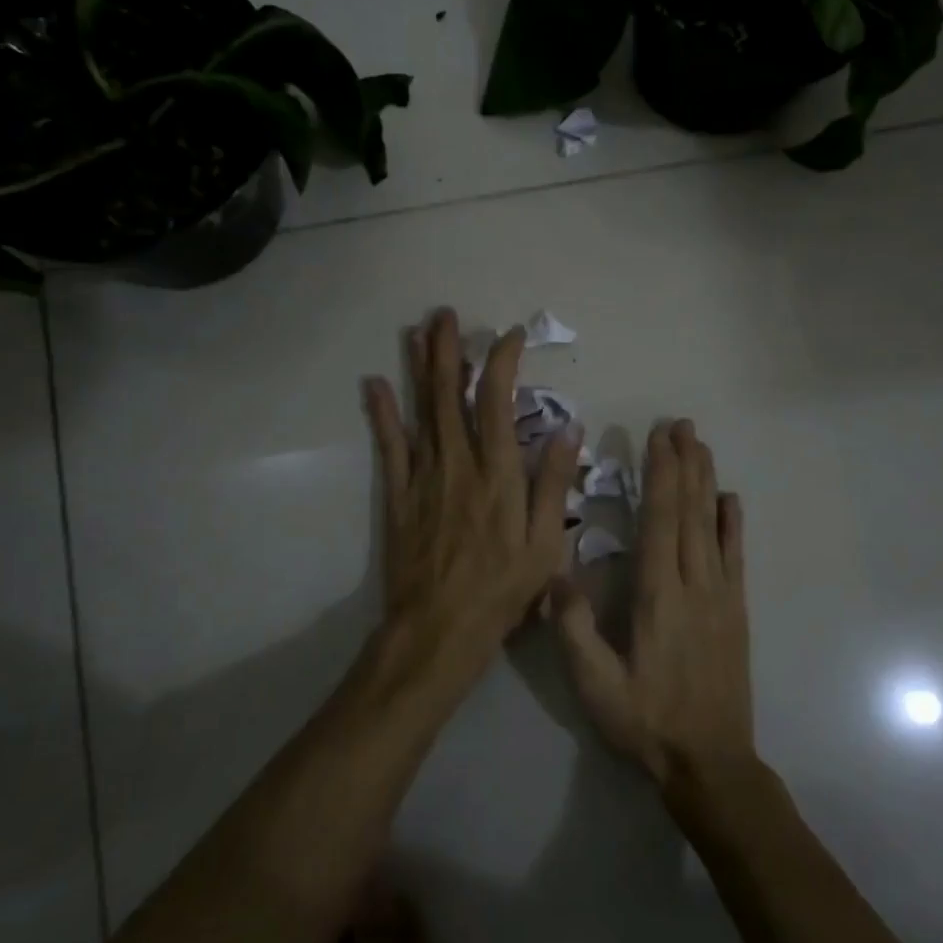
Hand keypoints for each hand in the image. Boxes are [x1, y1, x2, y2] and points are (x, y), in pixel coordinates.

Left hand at [363, 309, 583, 692]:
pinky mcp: (398, 496)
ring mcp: (423, 477)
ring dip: (418, 368)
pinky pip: (389, 447)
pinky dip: (382, 414)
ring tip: (416, 330)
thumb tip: (568, 428)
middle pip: (450, 395)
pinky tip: (374, 385)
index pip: (497, 401)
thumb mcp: (545, 543)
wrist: (440, 628)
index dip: (502, 362)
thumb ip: (553, 483)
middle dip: (448, 350)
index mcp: (497, 473)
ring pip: (420, 411)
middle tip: (445, 314)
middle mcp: (458, 464)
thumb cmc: (502, 589)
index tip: (509, 336)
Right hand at [553, 419, 753, 787]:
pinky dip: (733, 524)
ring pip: (714, 526)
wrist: (711, 762)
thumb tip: (554, 573)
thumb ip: (574, 629)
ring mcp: (722, 597)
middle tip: (681, 425)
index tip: (658, 438)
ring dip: (707, 482)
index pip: (661, 521)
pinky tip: (731, 500)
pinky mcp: (736, 612)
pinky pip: (736, 557)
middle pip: (691, 512)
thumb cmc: (647, 722)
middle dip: (685, 464)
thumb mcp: (596, 685)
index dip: (660, 475)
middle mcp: (695, 585)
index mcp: (659, 596)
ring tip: (702, 446)